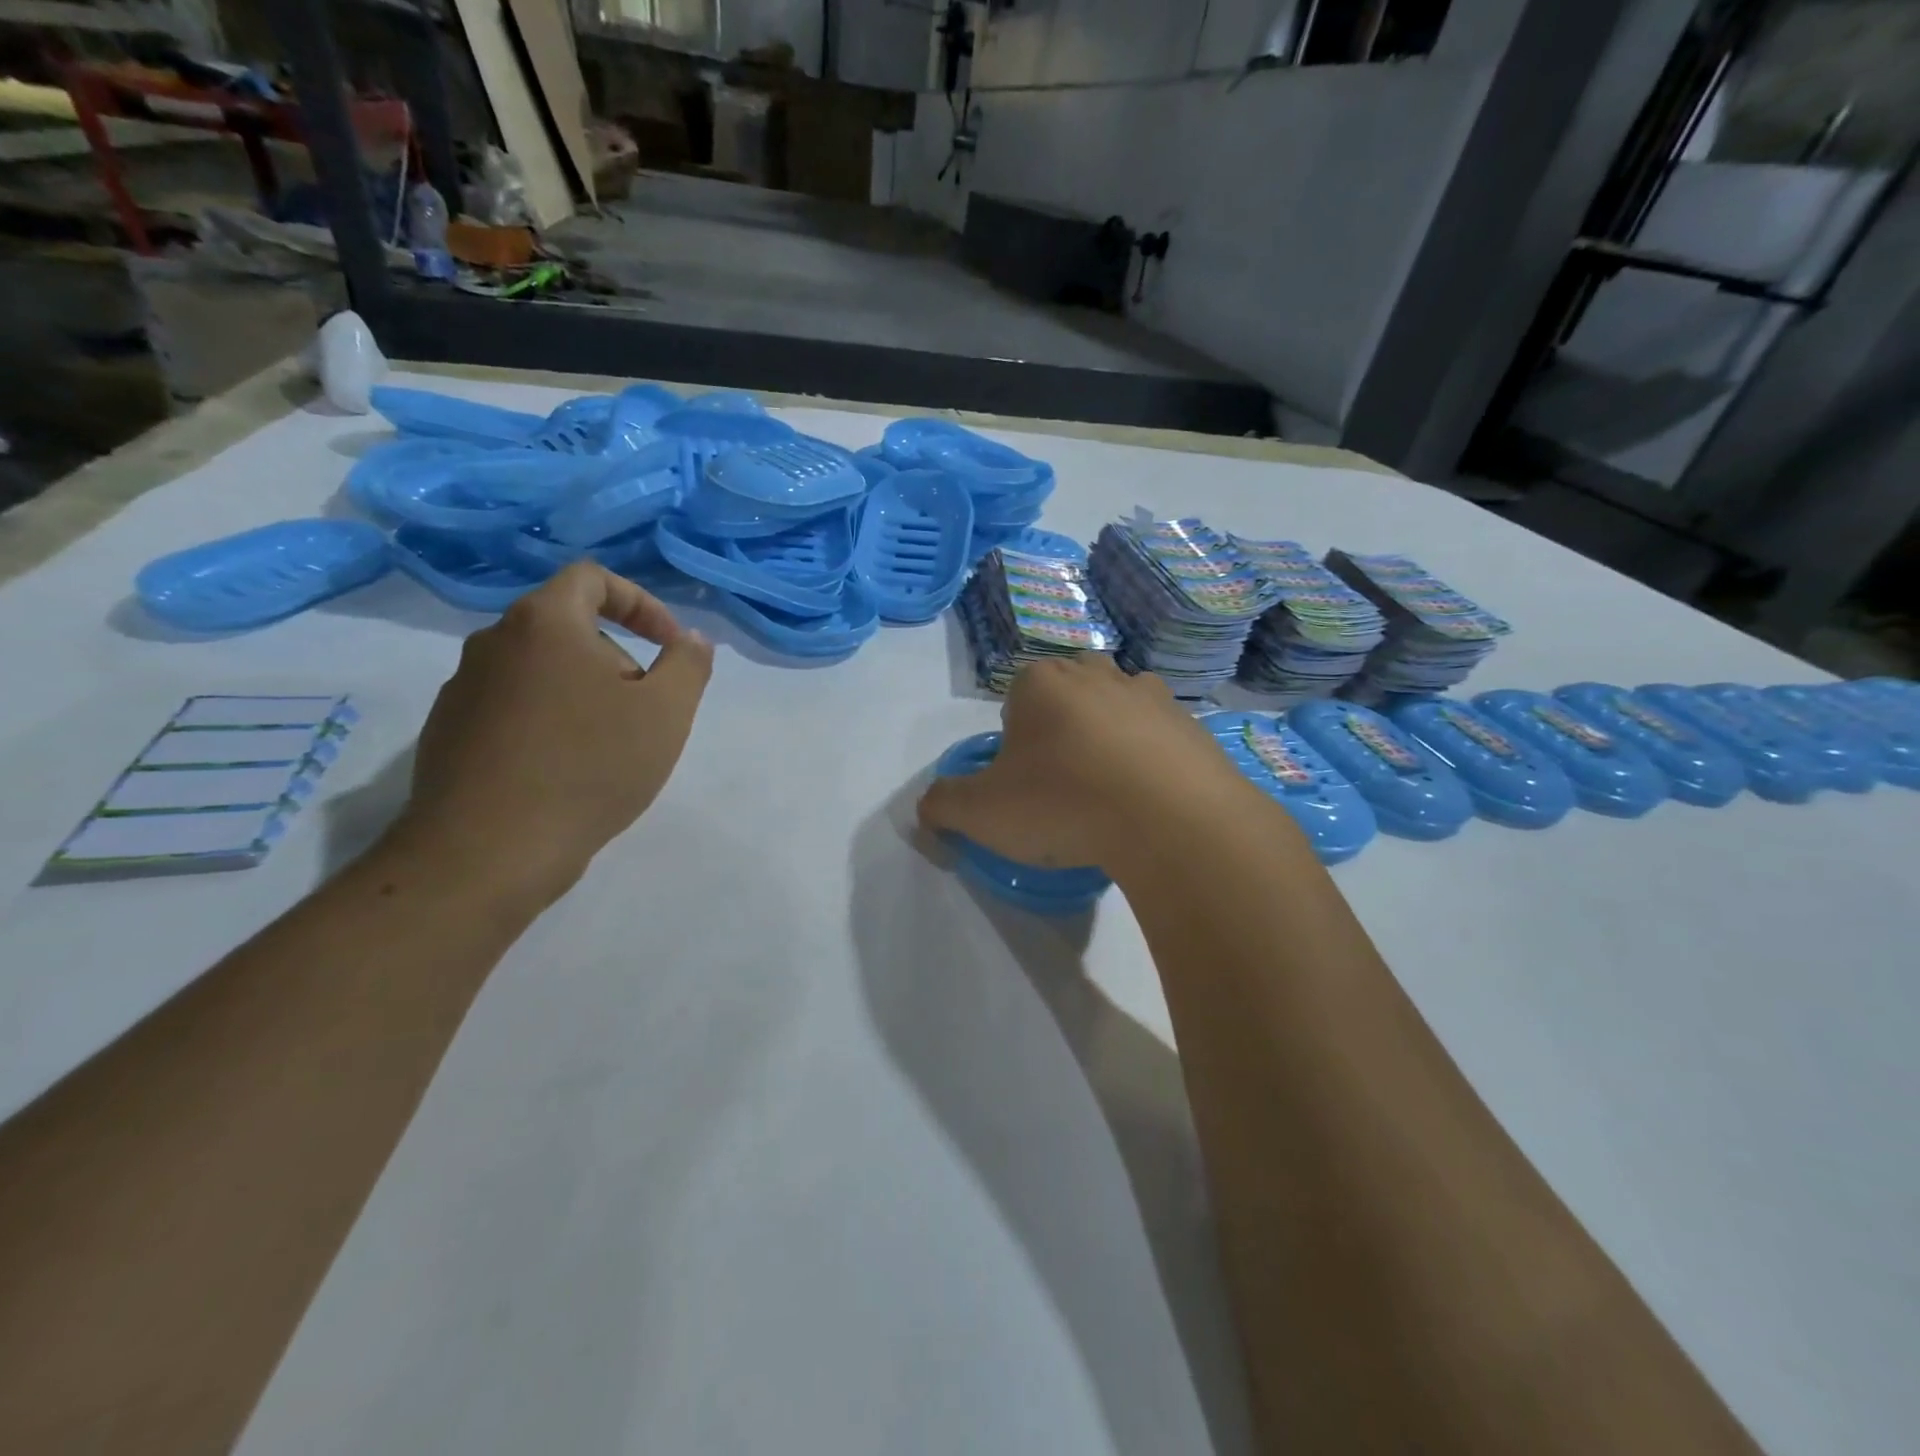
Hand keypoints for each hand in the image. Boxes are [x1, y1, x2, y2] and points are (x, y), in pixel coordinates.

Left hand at [397, 562, 713, 906]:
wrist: (489, 850)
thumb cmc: (590, 766)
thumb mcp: (666, 711)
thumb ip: (688, 664)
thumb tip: (691, 639)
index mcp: (544, 623)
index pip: (592, 577)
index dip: (641, 602)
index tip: (668, 646)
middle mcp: (493, 643)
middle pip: (567, 626)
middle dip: (617, 657)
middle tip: (645, 708)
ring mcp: (462, 689)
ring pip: (539, 671)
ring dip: (582, 693)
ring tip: (608, 746)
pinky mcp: (446, 733)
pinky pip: (511, 708)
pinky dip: (548, 722)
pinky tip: (565, 771)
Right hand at [917, 653, 1254, 874]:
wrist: (1171, 820)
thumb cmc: (1063, 803)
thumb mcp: (981, 812)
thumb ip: (943, 804)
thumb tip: (929, 807)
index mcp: (1041, 681)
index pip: (1016, 698)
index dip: (1015, 740)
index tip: (1024, 781)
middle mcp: (1096, 674)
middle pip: (1067, 696)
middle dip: (1061, 731)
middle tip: (1063, 785)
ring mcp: (1151, 695)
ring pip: (1116, 711)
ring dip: (1109, 740)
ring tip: (1109, 793)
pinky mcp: (1192, 724)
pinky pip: (1160, 738)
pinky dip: (1151, 761)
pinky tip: (1149, 802)